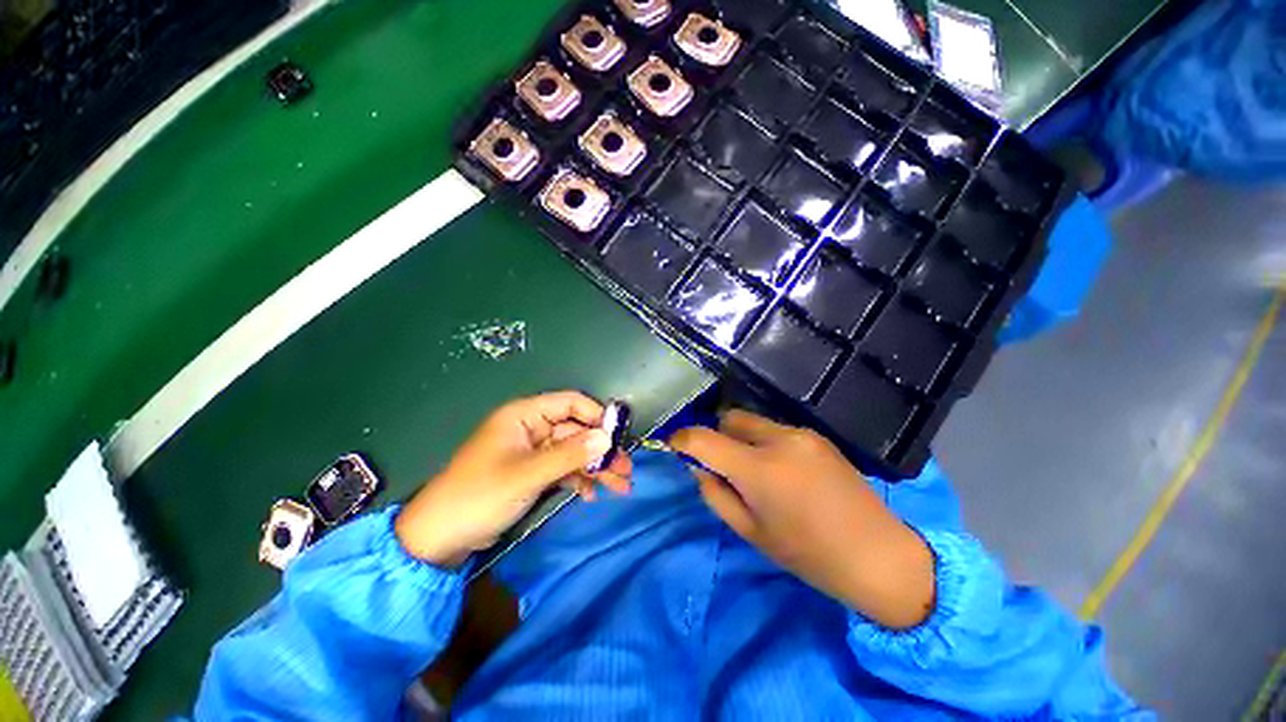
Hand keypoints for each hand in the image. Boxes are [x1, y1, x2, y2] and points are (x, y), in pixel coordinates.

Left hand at [395, 391, 631, 568]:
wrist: (440, 538)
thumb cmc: (480, 496)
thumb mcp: (528, 474)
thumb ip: (569, 455)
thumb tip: (608, 439)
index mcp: (525, 415)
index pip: (570, 403)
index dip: (596, 416)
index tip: (618, 437)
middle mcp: (532, 428)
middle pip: (576, 430)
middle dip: (602, 449)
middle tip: (626, 470)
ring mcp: (533, 452)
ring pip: (573, 451)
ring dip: (596, 467)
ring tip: (620, 486)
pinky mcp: (533, 472)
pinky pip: (563, 468)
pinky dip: (578, 479)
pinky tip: (591, 495)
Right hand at [670, 410, 933, 628]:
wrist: (878, 554)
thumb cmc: (808, 553)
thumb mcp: (750, 531)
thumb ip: (715, 494)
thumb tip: (697, 467)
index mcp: (759, 469)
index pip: (704, 438)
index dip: (682, 439)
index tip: (675, 446)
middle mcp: (779, 439)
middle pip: (729, 419)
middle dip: (717, 435)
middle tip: (722, 464)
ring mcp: (801, 434)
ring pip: (753, 422)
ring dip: (741, 438)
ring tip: (755, 470)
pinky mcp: (816, 435)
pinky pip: (776, 429)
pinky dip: (765, 441)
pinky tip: (782, 470)